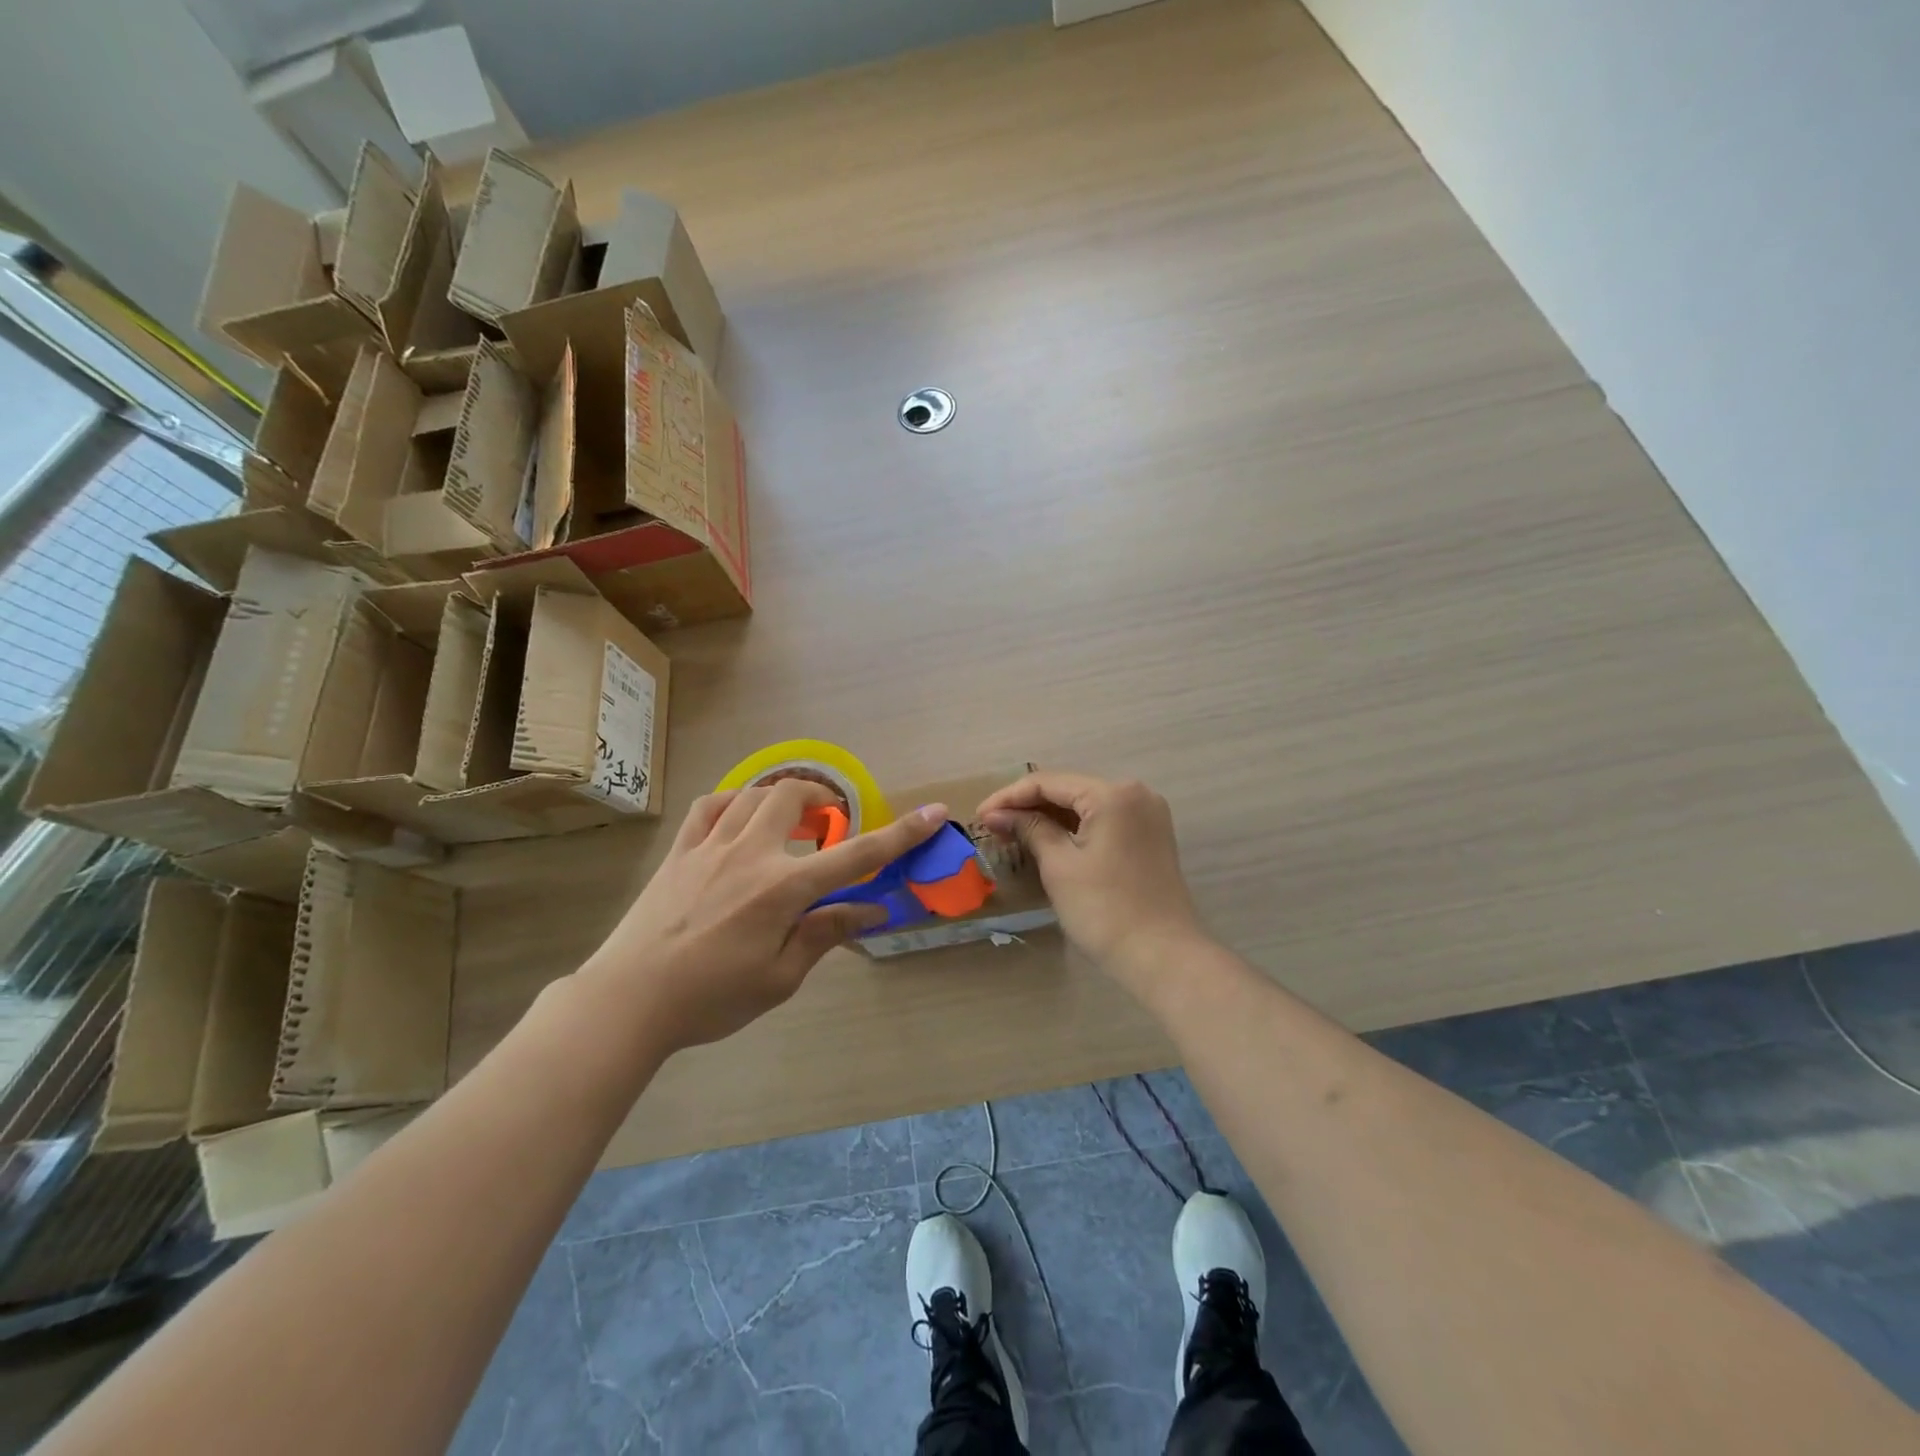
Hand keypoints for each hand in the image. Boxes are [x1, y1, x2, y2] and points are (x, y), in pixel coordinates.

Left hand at [581, 782, 947, 1051]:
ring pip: (754, 793)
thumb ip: (825, 934)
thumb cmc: (711, 998)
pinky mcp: (680, 850)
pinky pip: (710, 806)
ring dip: (783, 798)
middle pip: (794, 796)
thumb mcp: (779, 978)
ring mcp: (710, 845)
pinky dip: (734, 802)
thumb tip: (871, 909)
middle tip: (830, 824)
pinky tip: (739, 819)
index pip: (856, 854)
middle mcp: (751, 853)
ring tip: (792, 821)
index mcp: (783, 889)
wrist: (629, 1000)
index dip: (901, 833)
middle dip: (823, 799)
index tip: (934, 812)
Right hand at [977, 772, 1202, 988]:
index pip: (1049, 782)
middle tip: (992, 825)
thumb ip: (1029, 829)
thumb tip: (997, 814)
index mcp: (1113, 794)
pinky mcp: (1150, 836)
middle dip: (1029, 805)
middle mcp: (1135, 793)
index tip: (979, 816)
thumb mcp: (1059, 866)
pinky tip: (1047, 839)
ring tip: (1012, 832)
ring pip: (1086, 805)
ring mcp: (1147, 815)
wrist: (1163, 957)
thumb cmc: (1105, 910)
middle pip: (1069, 789)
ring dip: (1050, 816)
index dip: (1009, 797)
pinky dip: (1074, 828)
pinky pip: (1103, 820)